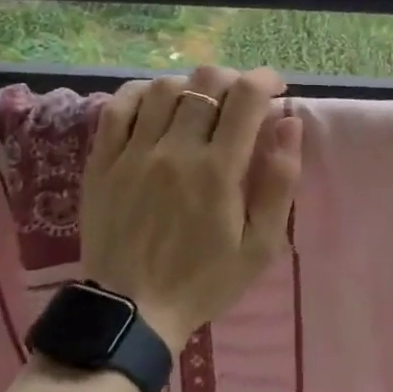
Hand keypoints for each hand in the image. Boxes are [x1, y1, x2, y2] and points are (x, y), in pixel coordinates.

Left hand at [81, 65, 303, 353]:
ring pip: (164, 87)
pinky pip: (118, 107)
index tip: (275, 89)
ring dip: (191, 86)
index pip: (246, 96)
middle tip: (241, 101)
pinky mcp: (102, 162)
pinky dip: (141, 93)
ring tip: (200, 105)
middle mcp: (176, 150)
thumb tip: (290, 124)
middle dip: (233, 80)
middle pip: (206, 81)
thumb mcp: (260, 245)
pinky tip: (155, 104)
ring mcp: (134, 153)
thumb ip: (280, 182)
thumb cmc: (204, 280)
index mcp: (219, 170)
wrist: (131, 312)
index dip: (265, 79)